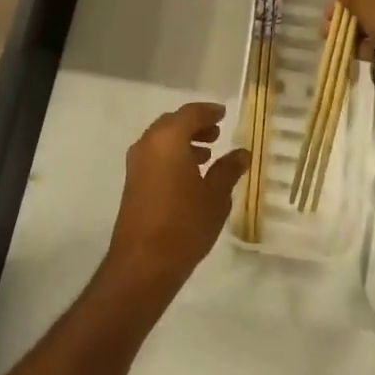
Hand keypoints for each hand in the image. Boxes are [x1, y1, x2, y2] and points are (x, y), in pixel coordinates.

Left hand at [101, 102, 248, 300]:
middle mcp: (148, 144)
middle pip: (173, 123)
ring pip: (162, 140)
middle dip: (195, 125)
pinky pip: (155, 155)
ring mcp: (137, 163)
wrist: (143, 263)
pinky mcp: (133, 182)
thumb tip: (242, 153)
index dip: (208, 111)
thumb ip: (229, 170)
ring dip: (184, 141)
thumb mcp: (215, 196)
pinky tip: (190, 175)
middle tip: (217, 133)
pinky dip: (172, 155)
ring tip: (208, 154)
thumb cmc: (184, 223)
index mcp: (168, 139)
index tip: (223, 114)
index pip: (190, 113)